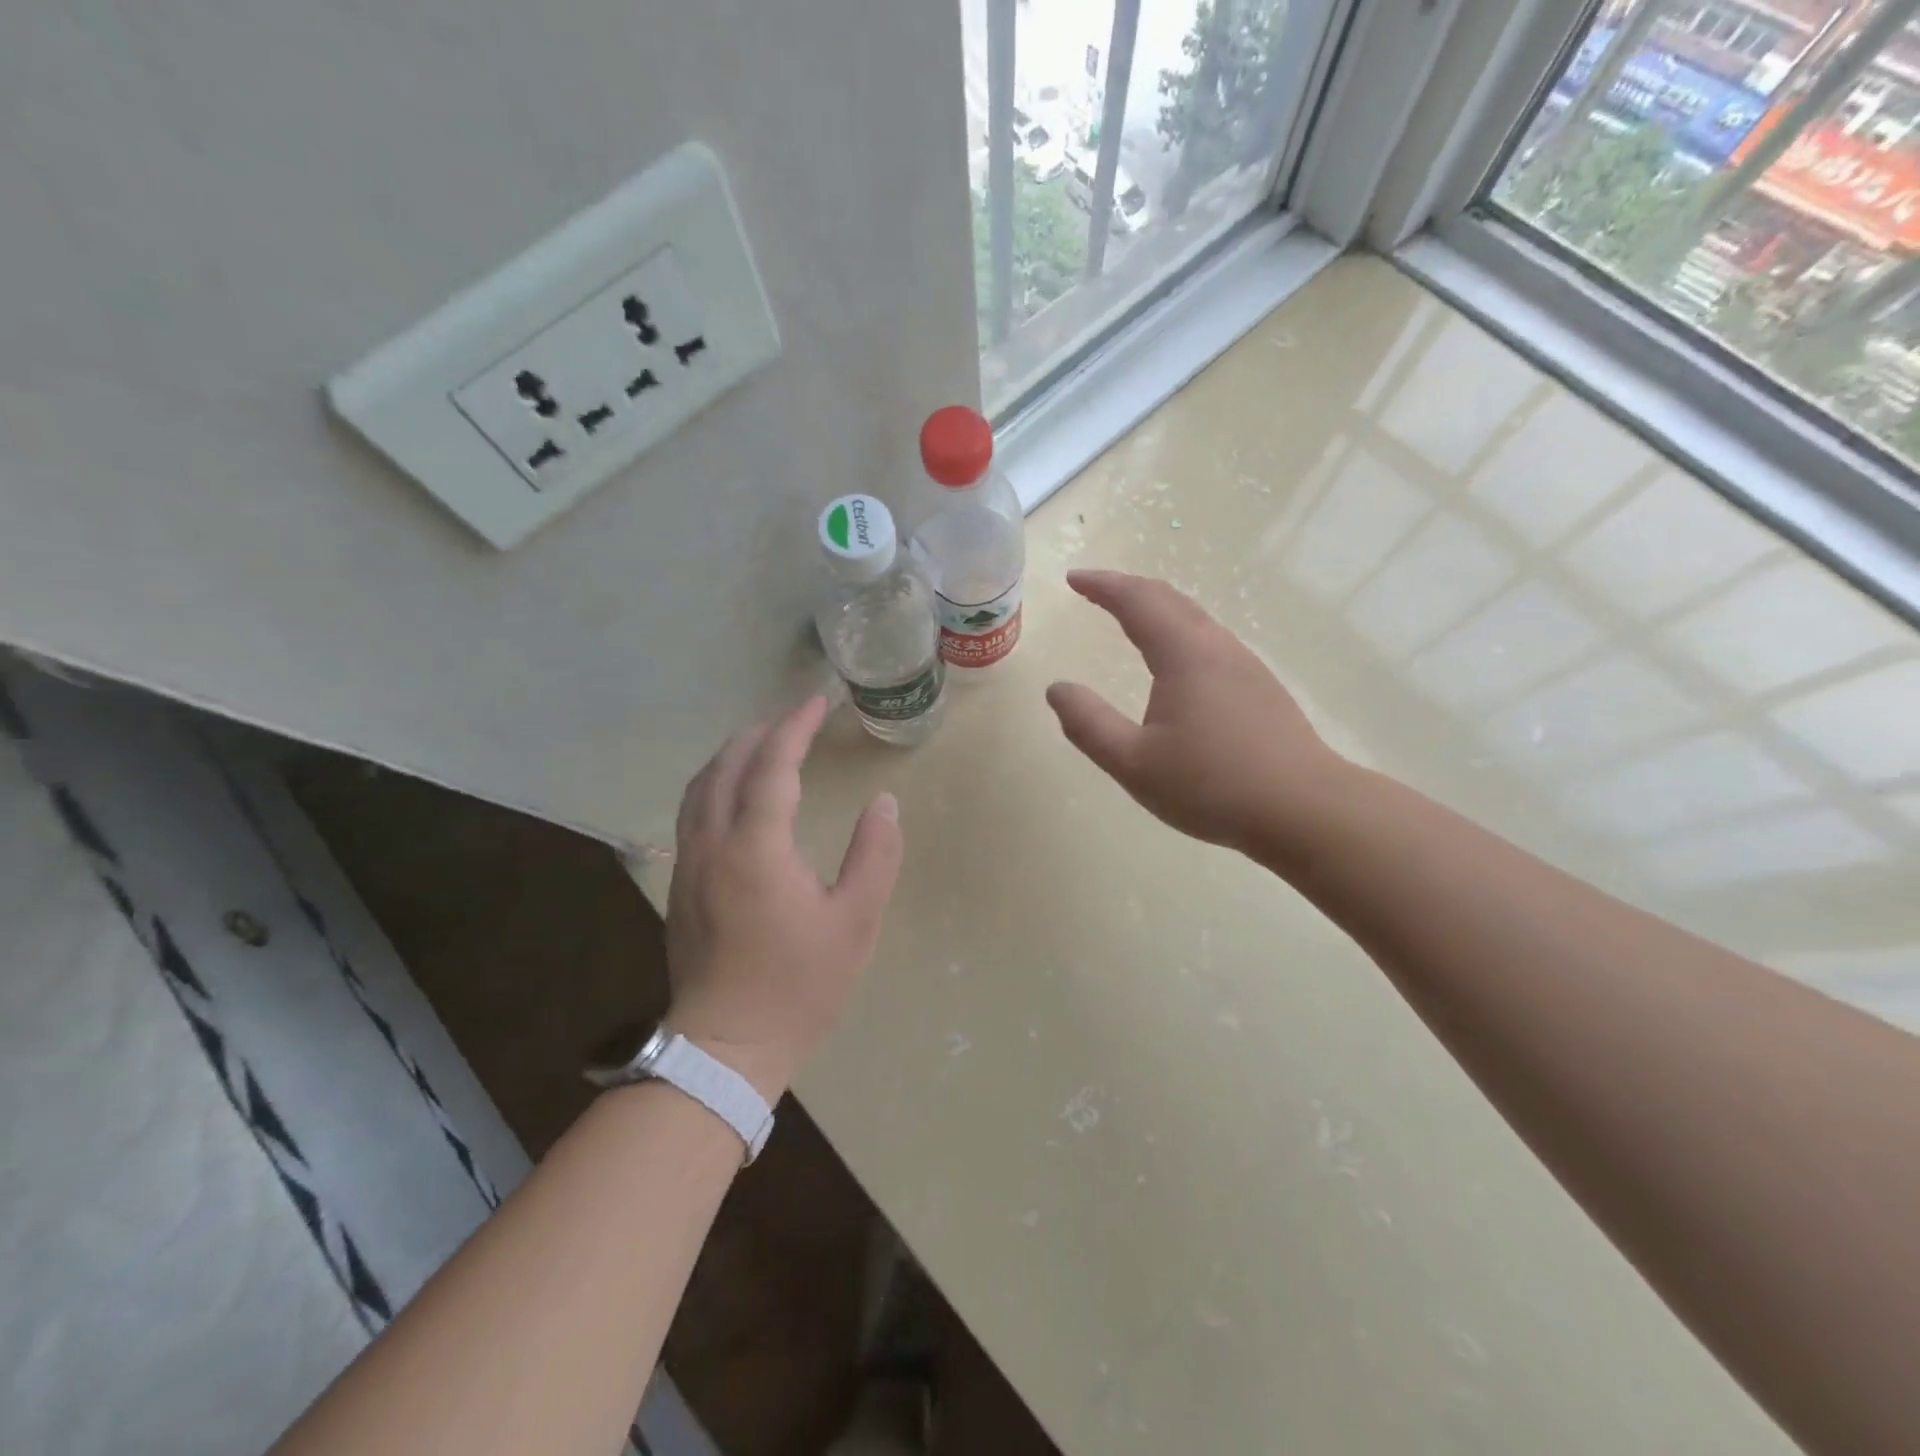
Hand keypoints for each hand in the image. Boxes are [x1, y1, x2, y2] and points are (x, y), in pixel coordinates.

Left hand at [664, 696, 903, 1099]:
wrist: (726, 1048)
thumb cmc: (800, 985)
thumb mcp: (855, 921)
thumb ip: (874, 855)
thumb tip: (884, 803)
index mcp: (756, 848)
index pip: (772, 766)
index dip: (795, 728)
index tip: (817, 703)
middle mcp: (712, 844)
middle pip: (727, 766)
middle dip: (760, 733)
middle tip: (794, 718)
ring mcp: (688, 864)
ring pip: (700, 788)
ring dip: (731, 755)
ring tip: (762, 743)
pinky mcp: (680, 885)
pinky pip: (692, 813)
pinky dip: (715, 783)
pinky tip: (734, 793)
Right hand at [1046, 570, 1346, 862]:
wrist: (1304, 809)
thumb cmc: (1212, 785)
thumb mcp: (1134, 763)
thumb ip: (1088, 724)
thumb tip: (1056, 689)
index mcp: (1184, 655)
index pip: (1137, 601)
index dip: (1103, 585)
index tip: (1074, 578)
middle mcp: (1217, 648)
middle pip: (1169, 599)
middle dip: (1128, 588)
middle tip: (1095, 590)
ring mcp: (1246, 666)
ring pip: (1195, 618)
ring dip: (1157, 608)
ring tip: (1129, 617)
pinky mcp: (1261, 688)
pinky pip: (1210, 640)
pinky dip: (1179, 631)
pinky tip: (1176, 660)